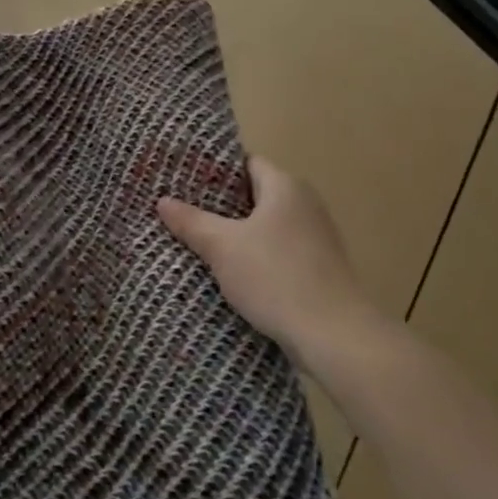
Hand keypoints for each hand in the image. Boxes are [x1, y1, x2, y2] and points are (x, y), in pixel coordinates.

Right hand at [157, 157, 370, 360]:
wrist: (334, 335)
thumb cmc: (275, 277)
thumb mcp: (222, 247)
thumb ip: (191, 221)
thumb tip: (163, 201)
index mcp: (285, 188)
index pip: (246, 163)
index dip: (214, 169)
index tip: (183, 179)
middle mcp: (305, 205)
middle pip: (255, 194)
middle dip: (220, 203)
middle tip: (182, 209)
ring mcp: (316, 238)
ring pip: (265, 225)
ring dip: (236, 232)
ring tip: (198, 238)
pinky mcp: (319, 268)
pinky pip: (277, 250)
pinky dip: (254, 254)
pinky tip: (229, 270)